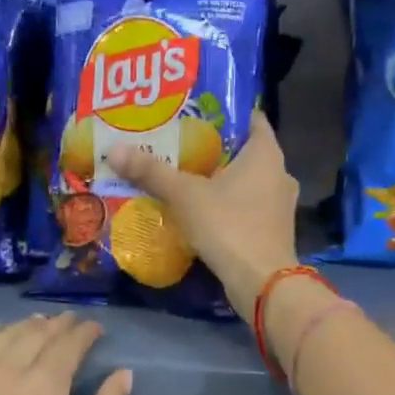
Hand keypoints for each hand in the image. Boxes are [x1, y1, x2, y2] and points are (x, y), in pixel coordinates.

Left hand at [0, 313, 131, 394]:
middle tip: (72, 326)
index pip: (68, 344)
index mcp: (42, 390)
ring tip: (39, 326)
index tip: (96, 329)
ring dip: (24, 326)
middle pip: (34, 334)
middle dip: (58, 326)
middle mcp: (2, 372)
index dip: (85, 332)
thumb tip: (123, 374)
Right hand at [105, 108, 300, 313]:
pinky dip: (229, 204)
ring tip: (187, 176)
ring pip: (248, 181)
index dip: (225, 112)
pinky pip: (249, 206)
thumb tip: (114, 150)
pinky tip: (203, 210)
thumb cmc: (228, 226)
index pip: (251, 119)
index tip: (195, 111)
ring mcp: (280, 205)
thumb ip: (152, 172)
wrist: (261, 283)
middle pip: (245, 151)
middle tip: (181, 143)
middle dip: (215, 148)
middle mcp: (280, 173)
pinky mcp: (274, 230)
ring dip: (222, 179)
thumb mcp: (185, 195)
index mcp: (266, 153)